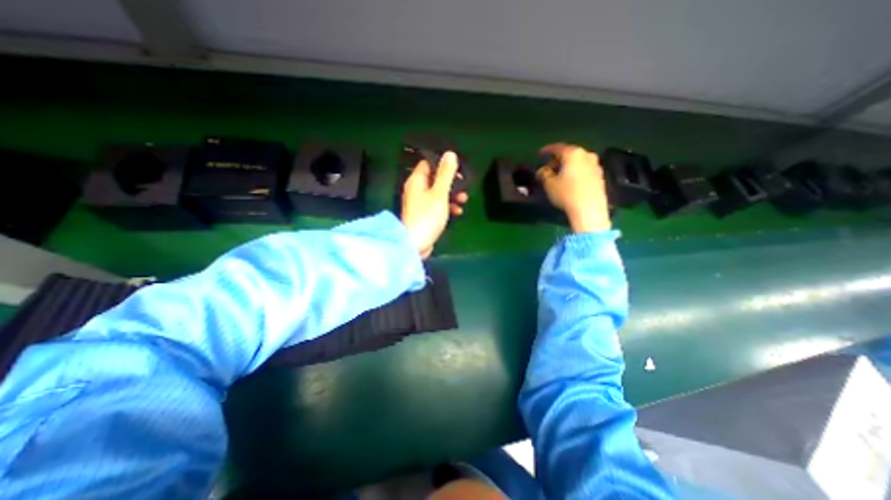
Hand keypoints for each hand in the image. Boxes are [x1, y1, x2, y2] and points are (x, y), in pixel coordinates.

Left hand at [403, 150, 468, 259]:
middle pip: (435, 179)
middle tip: (464, 186)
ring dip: (452, 196)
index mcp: (417, 181)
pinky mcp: (424, 215)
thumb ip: (446, 174)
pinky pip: (437, 206)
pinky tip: (457, 212)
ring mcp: (420, 204)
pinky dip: (447, 207)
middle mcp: (416, 190)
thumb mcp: (439, 193)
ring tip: (464, 200)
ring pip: (438, 194)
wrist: (416, 244)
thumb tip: (450, 153)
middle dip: (451, 182)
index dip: (443, 164)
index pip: (428, 164)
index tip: (458, 169)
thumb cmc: (427, 216)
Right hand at [536, 142, 612, 231]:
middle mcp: (587, 155)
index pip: (557, 148)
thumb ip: (543, 174)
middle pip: (569, 154)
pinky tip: (570, 181)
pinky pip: (584, 169)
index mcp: (573, 153)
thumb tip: (542, 170)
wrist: (589, 209)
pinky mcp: (600, 176)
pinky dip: (575, 172)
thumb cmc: (566, 194)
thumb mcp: (549, 184)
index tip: (540, 154)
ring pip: (577, 162)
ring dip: (567, 166)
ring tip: (559, 175)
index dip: (547, 150)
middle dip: (558, 160)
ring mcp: (595, 165)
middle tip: (548, 167)